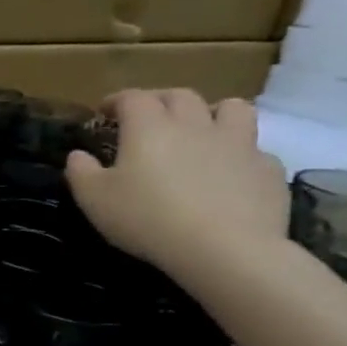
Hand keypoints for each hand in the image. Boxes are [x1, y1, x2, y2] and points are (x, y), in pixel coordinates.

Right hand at [64, 89, 289, 283]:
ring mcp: (239, 144)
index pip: (133, 97)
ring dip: (212, 112)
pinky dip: (240, 153)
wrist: (225, 249)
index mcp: (149, 128)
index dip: (116, 100)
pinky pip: (255, 149)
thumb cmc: (147, 218)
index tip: (104, 112)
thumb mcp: (94, 199)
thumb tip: (78, 155)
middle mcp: (195, 125)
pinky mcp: (268, 169)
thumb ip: (81, 172)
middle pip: (180, 96)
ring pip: (232, 109)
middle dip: (160, 100)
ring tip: (201, 130)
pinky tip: (229, 172)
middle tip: (148, 117)